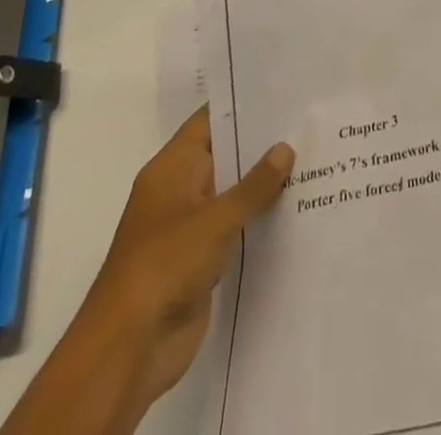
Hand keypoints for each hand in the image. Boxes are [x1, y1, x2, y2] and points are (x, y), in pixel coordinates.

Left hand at [0, 107, 292, 434]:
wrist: (129, 348)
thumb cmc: (165, 264)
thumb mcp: (215, 218)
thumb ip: (253, 185)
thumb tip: (284, 148)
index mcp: (171, 168)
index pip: (209, 122)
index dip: (242, 106)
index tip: (281, 93)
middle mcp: (178, 191)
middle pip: (224, 157)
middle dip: (261, 146)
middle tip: (306, 125)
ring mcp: (188, 228)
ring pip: (231, 195)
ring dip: (262, 186)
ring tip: (311, 162)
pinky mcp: (199, 261)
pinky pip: (234, 230)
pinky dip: (257, 222)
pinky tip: (294, 211)